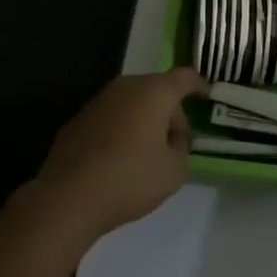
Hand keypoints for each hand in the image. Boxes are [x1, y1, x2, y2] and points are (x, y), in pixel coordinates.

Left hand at [33, 68, 205, 242]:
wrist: (68, 198)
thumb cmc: (130, 179)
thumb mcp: (174, 170)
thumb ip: (181, 148)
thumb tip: (171, 139)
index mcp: (154, 92)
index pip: (185, 78)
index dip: (200, 85)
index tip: (209, 96)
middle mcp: (125, 87)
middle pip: (157, 90)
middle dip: (170, 113)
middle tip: (176, 144)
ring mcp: (97, 102)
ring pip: (132, 104)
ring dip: (143, 122)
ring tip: (146, 156)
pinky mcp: (77, 121)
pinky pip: (110, 119)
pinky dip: (120, 132)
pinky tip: (118, 161)